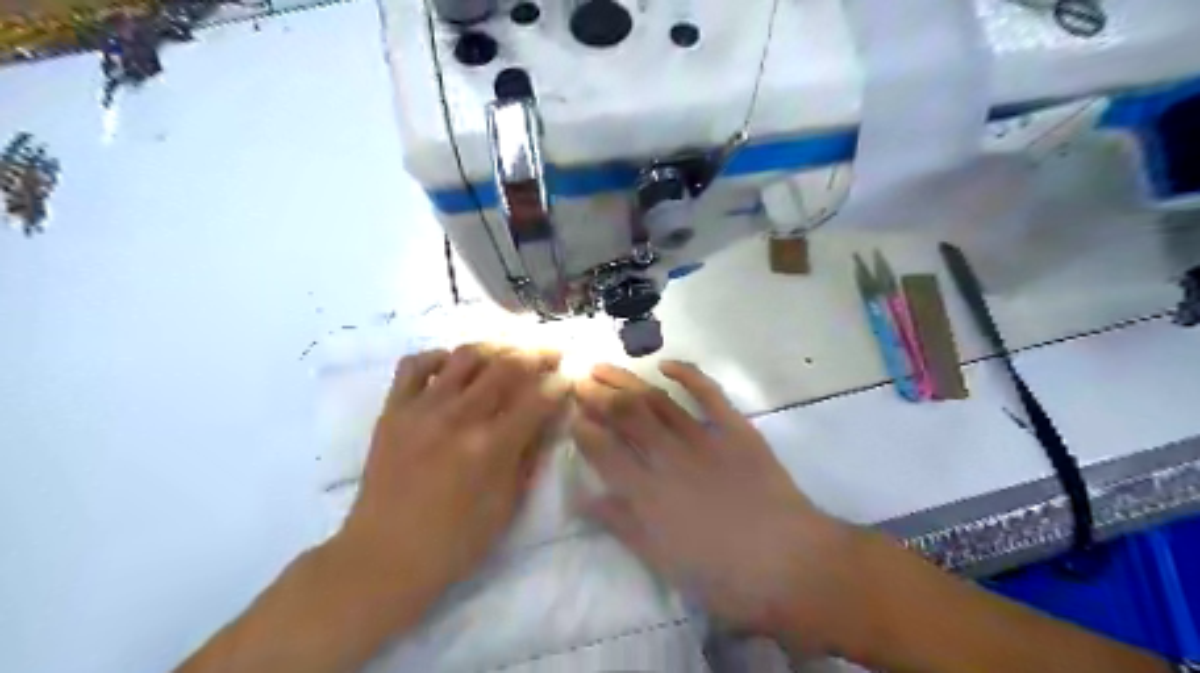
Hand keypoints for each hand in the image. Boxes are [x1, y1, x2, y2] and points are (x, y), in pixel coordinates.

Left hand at [331, 348, 567, 615]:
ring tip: (508, 353)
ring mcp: (422, 409)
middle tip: (550, 354)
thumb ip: (530, 455)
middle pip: (507, 366)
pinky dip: (438, 356)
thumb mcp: (507, 505)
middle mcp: (458, 418)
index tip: (568, 379)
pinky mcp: (393, 410)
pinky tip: (452, 366)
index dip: (559, 384)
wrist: (383, 556)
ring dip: (495, 348)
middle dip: (537, 354)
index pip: (537, 399)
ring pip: (465, 355)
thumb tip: (549, 418)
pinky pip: (414, 364)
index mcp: (490, 447)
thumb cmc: (454, 541)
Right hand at [571, 363, 863, 651]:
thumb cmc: (723, 576)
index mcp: (647, 493)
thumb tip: (582, 498)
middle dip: (597, 396)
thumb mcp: (662, 561)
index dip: (583, 430)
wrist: (792, 564)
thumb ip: (621, 524)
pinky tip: (665, 364)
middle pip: (625, 416)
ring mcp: (703, 438)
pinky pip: (708, 393)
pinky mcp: (735, 428)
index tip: (570, 416)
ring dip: (627, 380)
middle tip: (578, 381)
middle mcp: (668, 457)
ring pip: (657, 400)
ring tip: (603, 366)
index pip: (603, 451)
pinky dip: (687, 374)